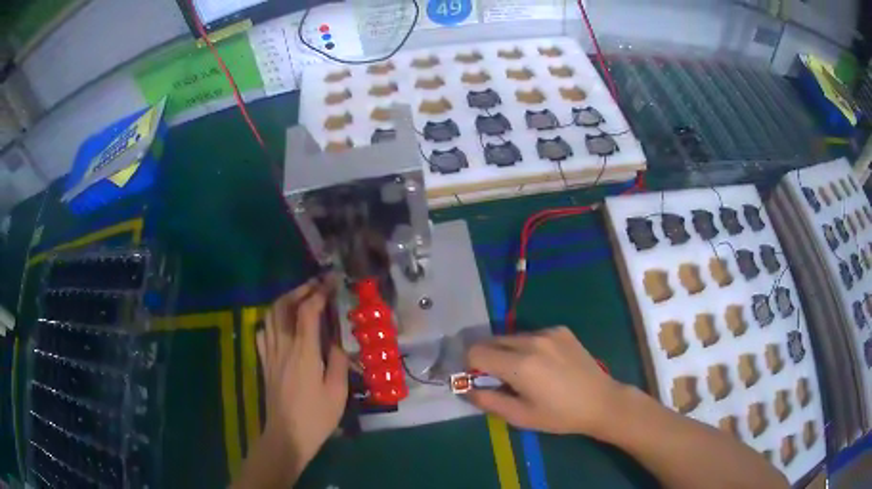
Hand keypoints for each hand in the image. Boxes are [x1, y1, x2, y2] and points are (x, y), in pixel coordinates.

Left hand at [256, 276, 348, 477]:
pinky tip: (281, 324)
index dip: (319, 293)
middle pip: (283, 306)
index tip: (332, 283)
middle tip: (316, 286)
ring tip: (300, 299)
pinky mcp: (265, 363)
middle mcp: (283, 346)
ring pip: (270, 316)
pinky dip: (271, 320)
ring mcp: (270, 354)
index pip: (307, 311)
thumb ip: (338, 362)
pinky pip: (263, 333)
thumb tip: (337, 342)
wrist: (287, 435)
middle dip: (299, 290)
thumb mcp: (337, 392)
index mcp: (304, 352)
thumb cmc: (316, 416)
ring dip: (284, 301)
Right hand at [466, 326, 623, 438]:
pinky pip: (531, 335)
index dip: (470, 366)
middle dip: (487, 358)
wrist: (600, 401)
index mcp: (519, 364)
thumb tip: (464, 389)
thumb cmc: (559, 415)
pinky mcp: (561, 330)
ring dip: (507, 352)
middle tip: (500, 379)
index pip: (476, 351)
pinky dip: (527, 347)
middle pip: (491, 340)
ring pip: (511, 337)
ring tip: (525, 372)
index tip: (478, 380)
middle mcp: (531, 340)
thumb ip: (487, 401)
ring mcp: (548, 332)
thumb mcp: (520, 416)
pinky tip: (544, 364)